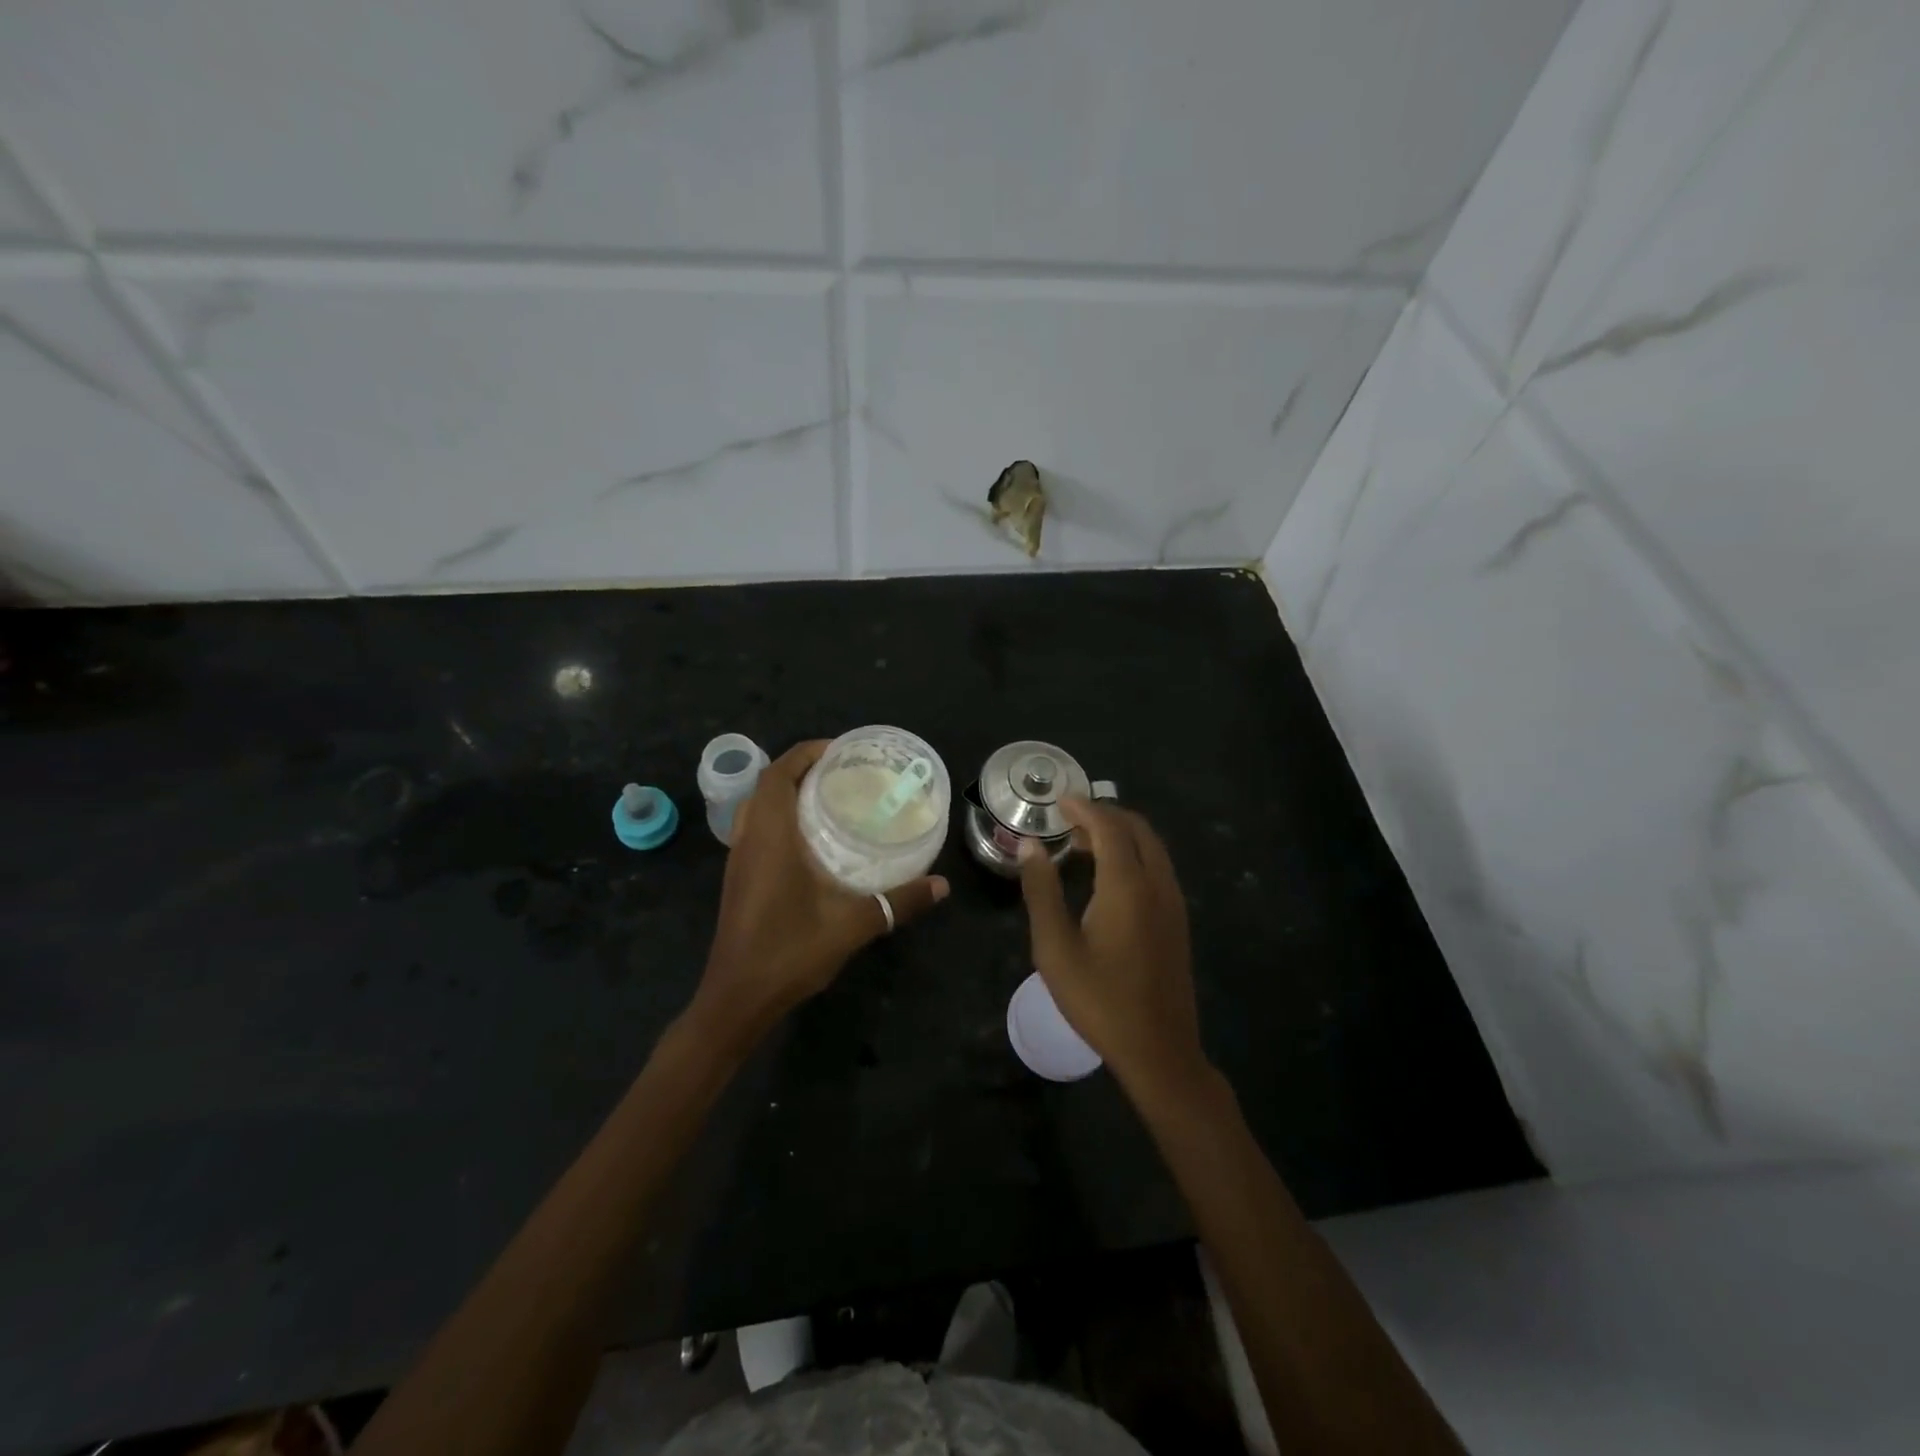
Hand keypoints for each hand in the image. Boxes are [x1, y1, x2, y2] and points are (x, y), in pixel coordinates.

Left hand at [691, 740, 948, 1049]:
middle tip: (840, 772)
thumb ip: (898, 902)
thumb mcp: (852, 925)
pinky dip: (778, 817)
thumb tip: (942, 885)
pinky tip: (809, 839)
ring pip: (756, 808)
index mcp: (770, 837)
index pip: (778, 775)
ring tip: (827, 797)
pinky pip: (755, 829)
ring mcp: (739, 861)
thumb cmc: (789, 952)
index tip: (839, 750)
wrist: (737, 998)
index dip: (805, 753)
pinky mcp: (738, 879)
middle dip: (799, 768)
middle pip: (766, 785)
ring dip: (785, 793)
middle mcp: (749, 840)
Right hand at [1018, 798, 1208, 1101]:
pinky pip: (1157, 867)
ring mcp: (1174, 901)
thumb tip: (1030, 846)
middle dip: (1104, 814)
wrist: (1159, 1049)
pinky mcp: (1178, 919)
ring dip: (1120, 834)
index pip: (1109, 827)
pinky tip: (1108, 875)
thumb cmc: (1099, 999)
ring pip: (1151, 847)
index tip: (1058, 800)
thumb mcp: (1055, 947)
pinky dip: (1133, 853)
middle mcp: (1158, 883)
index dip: (1083, 808)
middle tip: (1069, 819)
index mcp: (1128, 885)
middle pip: (1137, 828)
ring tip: (1083, 842)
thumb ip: (1042, 891)